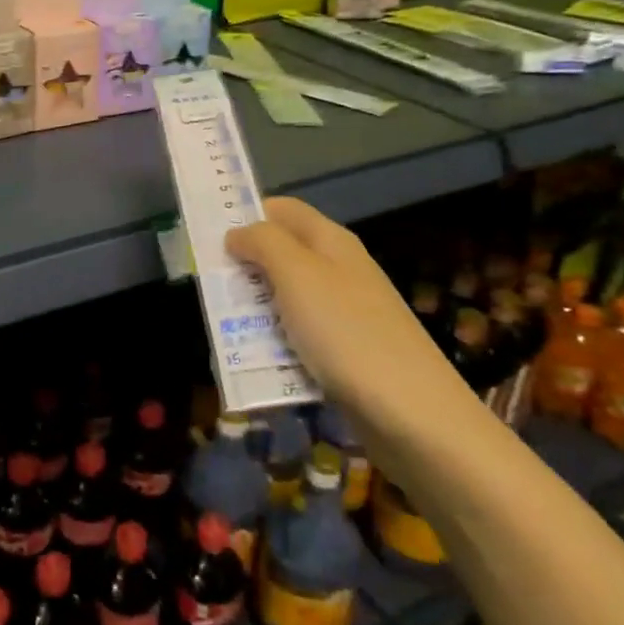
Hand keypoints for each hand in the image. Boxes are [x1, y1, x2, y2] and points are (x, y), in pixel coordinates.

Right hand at [224, 197, 477, 447]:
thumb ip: (263, 243)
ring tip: (224, 328)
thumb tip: (237, 233)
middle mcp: (339, 270)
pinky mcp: (345, 353)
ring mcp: (345, 313)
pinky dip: (275, 344)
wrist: (414, 415)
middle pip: (282, 254)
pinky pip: (299, 337)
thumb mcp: (297, 275)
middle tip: (210, 286)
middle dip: (245, 267)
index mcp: (330, 241)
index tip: (209, 236)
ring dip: (255, 309)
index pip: (282, 209)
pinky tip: (258, 361)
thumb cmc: (347, 332)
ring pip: (286, 298)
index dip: (247, 214)